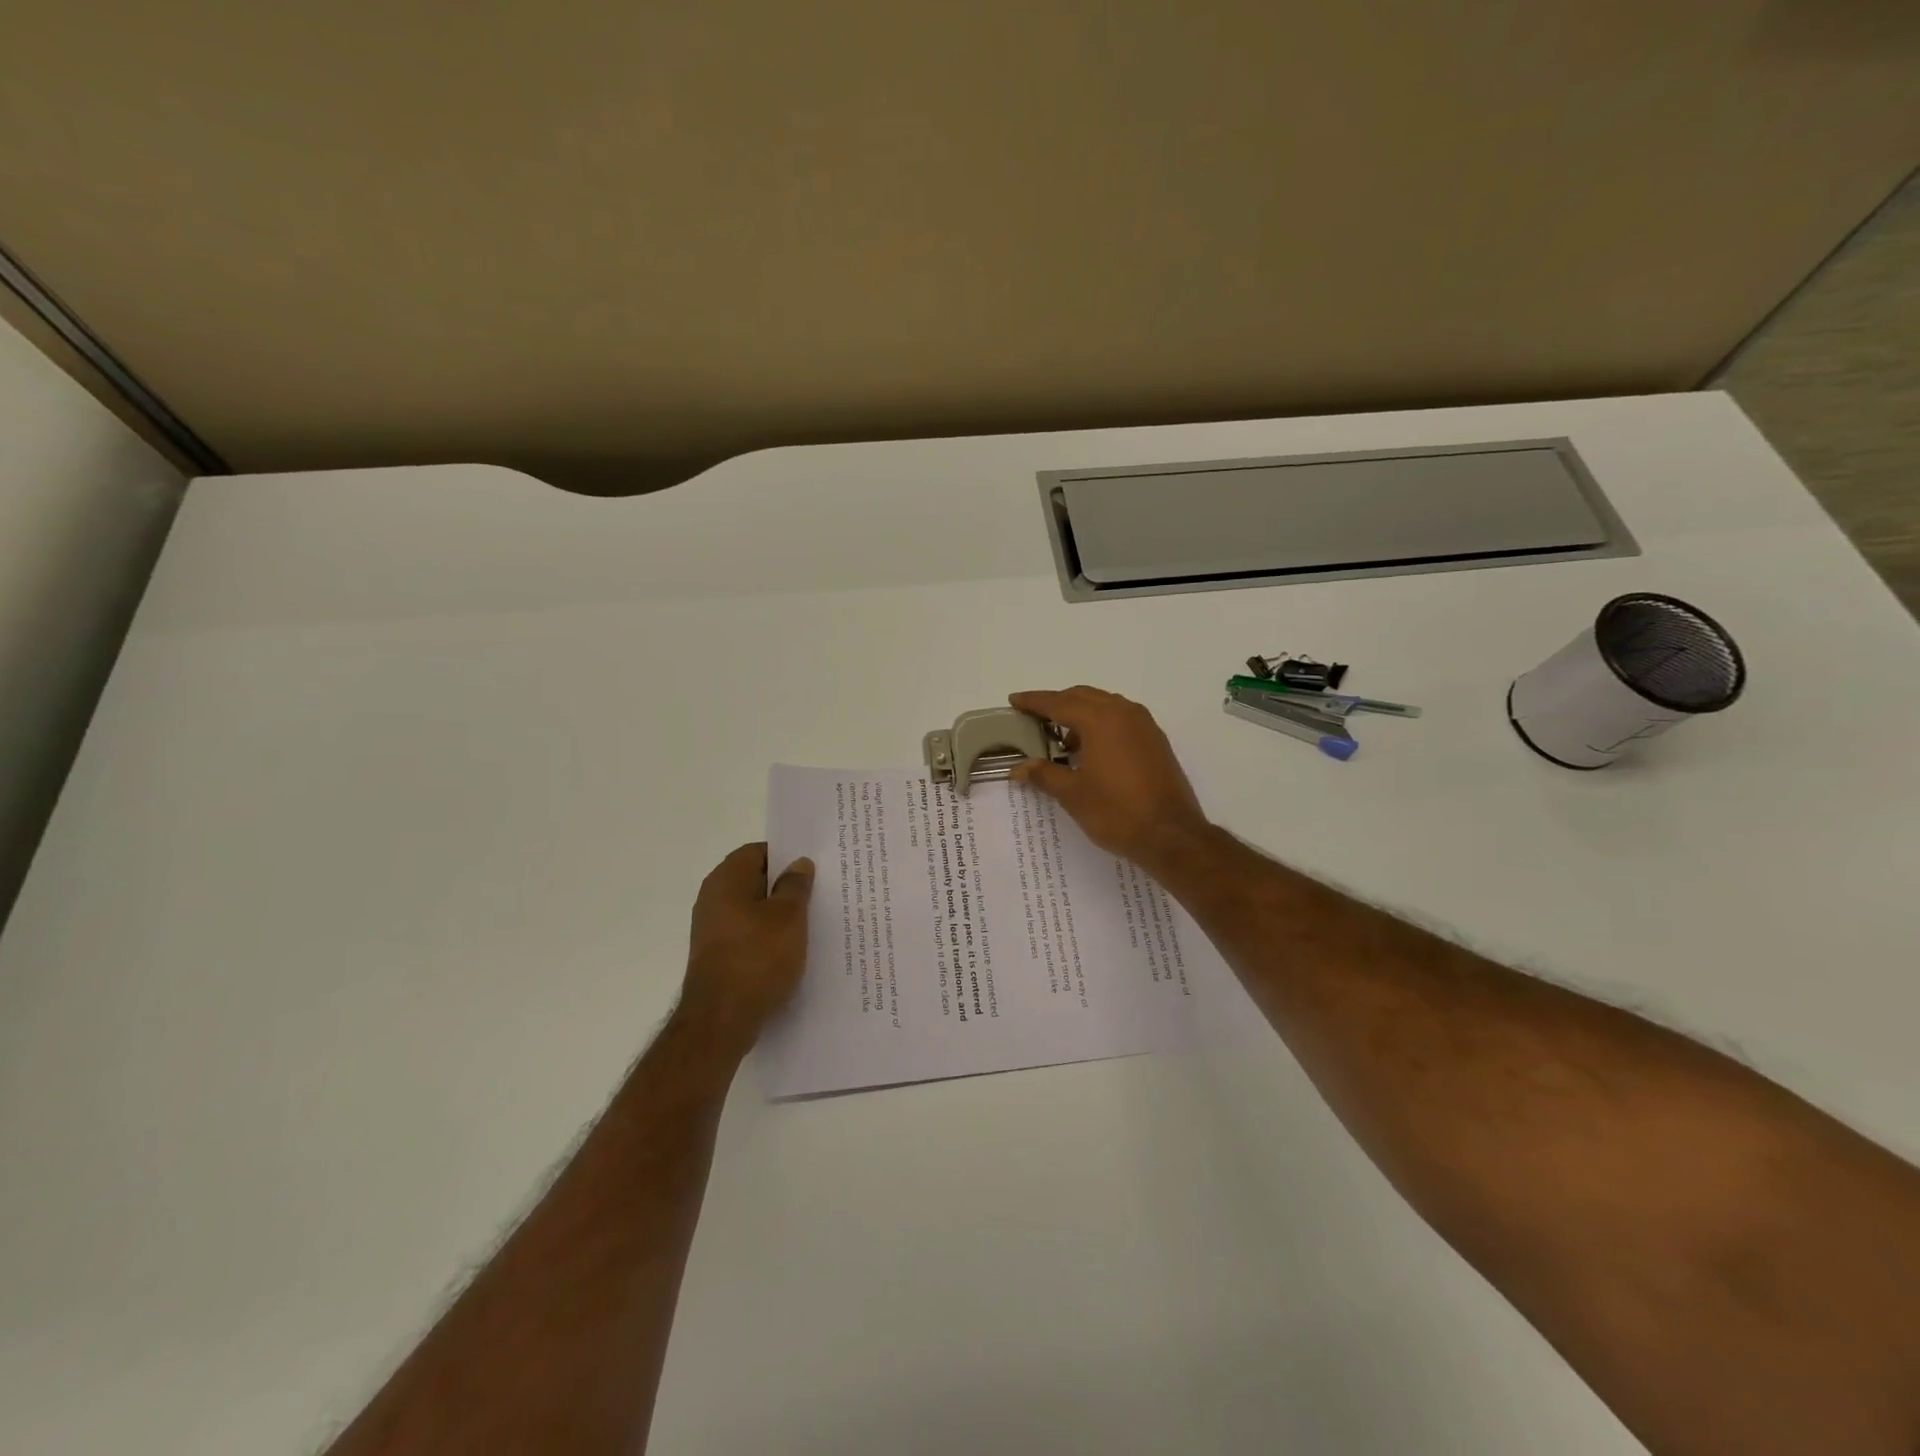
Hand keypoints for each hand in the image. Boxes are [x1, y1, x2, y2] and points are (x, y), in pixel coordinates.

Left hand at [674, 843, 815, 1056]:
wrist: (720, 1021)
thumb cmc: (757, 959)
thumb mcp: (789, 917)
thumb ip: (795, 886)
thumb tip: (798, 864)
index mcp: (727, 879)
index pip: (758, 851)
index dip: (786, 855)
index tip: (813, 867)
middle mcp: (713, 897)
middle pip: (754, 879)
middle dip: (785, 885)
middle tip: (819, 891)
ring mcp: (712, 928)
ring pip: (752, 908)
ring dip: (778, 913)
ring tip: (811, 921)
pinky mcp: (716, 954)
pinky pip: (747, 933)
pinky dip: (767, 935)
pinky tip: (791, 949)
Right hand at [1008, 687, 1209, 870]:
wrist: (1171, 834)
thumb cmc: (1116, 812)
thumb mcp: (1073, 794)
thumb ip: (1044, 774)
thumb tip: (1019, 768)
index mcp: (1100, 719)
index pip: (1058, 702)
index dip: (1034, 701)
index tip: (1014, 700)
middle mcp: (1123, 712)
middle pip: (1082, 696)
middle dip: (1057, 704)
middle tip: (1034, 718)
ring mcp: (1144, 725)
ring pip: (1104, 705)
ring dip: (1080, 714)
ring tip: (1061, 740)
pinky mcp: (1155, 741)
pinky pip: (1121, 719)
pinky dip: (1101, 724)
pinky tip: (1091, 751)